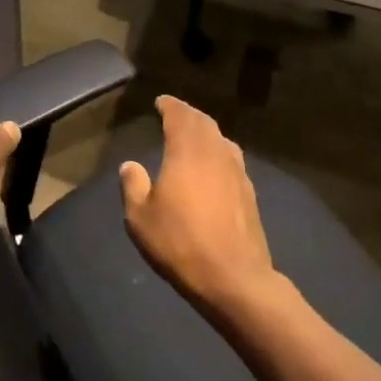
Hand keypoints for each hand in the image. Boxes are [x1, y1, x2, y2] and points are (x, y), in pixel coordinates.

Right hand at [120, 96, 276, 314]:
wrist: (234, 279)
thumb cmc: (180, 243)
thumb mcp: (140, 217)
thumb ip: (133, 185)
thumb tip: (131, 165)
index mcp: (187, 152)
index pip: (180, 116)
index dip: (170, 105)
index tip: (160, 101)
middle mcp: (215, 154)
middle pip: (204, 123)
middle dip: (188, 115)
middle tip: (174, 114)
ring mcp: (238, 173)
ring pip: (222, 140)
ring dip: (206, 133)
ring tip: (193, 137)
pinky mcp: (250, 195)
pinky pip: (232, 161)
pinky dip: (218, 153)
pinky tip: (213, 168)